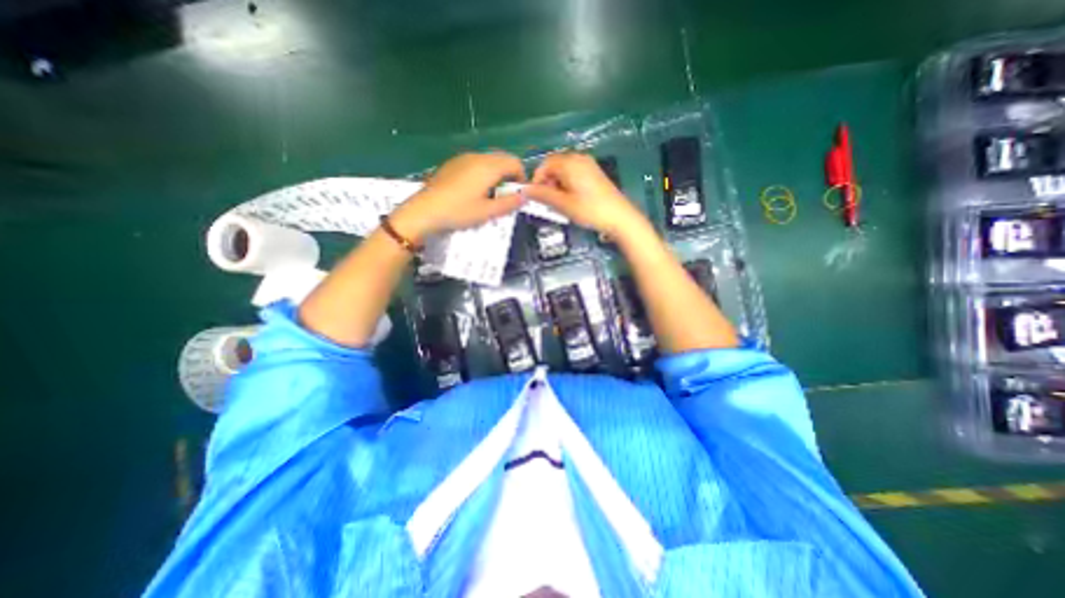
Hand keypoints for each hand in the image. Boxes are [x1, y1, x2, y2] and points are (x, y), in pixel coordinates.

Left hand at [391, 153, 524, 241]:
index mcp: (488, 166)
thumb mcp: (487, 212)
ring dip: (496, 173)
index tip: (519, 193)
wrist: (425, 210)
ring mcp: (463, 158)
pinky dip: (482, 172)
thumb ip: (508, 203)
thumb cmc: (459, 211)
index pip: (514, 162)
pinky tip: (474, 190)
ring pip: (488, 160)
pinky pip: (475, 163)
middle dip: (509, 174)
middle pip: (502, 158)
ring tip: (491, 194)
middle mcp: (477, 157)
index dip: (521, 177)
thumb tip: (524, 197)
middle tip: (506, 195)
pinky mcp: (452, 163)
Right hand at [523, 151, 649, 239]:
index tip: (535, 197)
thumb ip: (542, 195)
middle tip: (547, 201)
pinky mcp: (595, 173)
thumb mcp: (563, 204)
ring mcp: (589, 164)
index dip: (536, 180)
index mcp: (570, 162)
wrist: (619, 217)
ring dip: (556, 184)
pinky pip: (574, 173)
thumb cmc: (589, 210)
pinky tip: (571, 199)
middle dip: (547, 182)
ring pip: (564, 170)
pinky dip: (567, 184)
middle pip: (554, 165)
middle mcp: (579, 158)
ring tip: (559, 203)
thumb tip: (525, 190)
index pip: (545, 165)